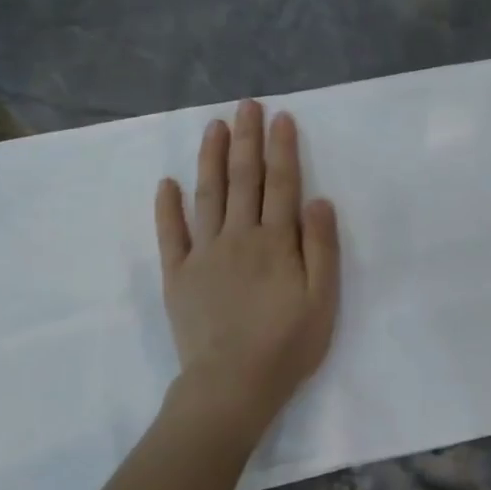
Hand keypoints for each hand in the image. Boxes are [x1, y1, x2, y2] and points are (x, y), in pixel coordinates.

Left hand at [155, 100, 339, 421]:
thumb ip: (321, 247)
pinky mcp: (178, 275)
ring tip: (213, 125)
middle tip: (246, 104)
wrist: (232, 385)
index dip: (282, 148)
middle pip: (243, 179)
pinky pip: (170, 234)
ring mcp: (204, 253)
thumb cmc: (288, 344)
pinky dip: (168, 207)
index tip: (281, 117)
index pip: (282, 184)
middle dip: (246, 139)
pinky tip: (167, 183)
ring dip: (210, 157)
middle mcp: (239, 236)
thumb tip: (318, 199)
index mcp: (276, 241)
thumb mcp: (323, 299)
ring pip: (207, 195)